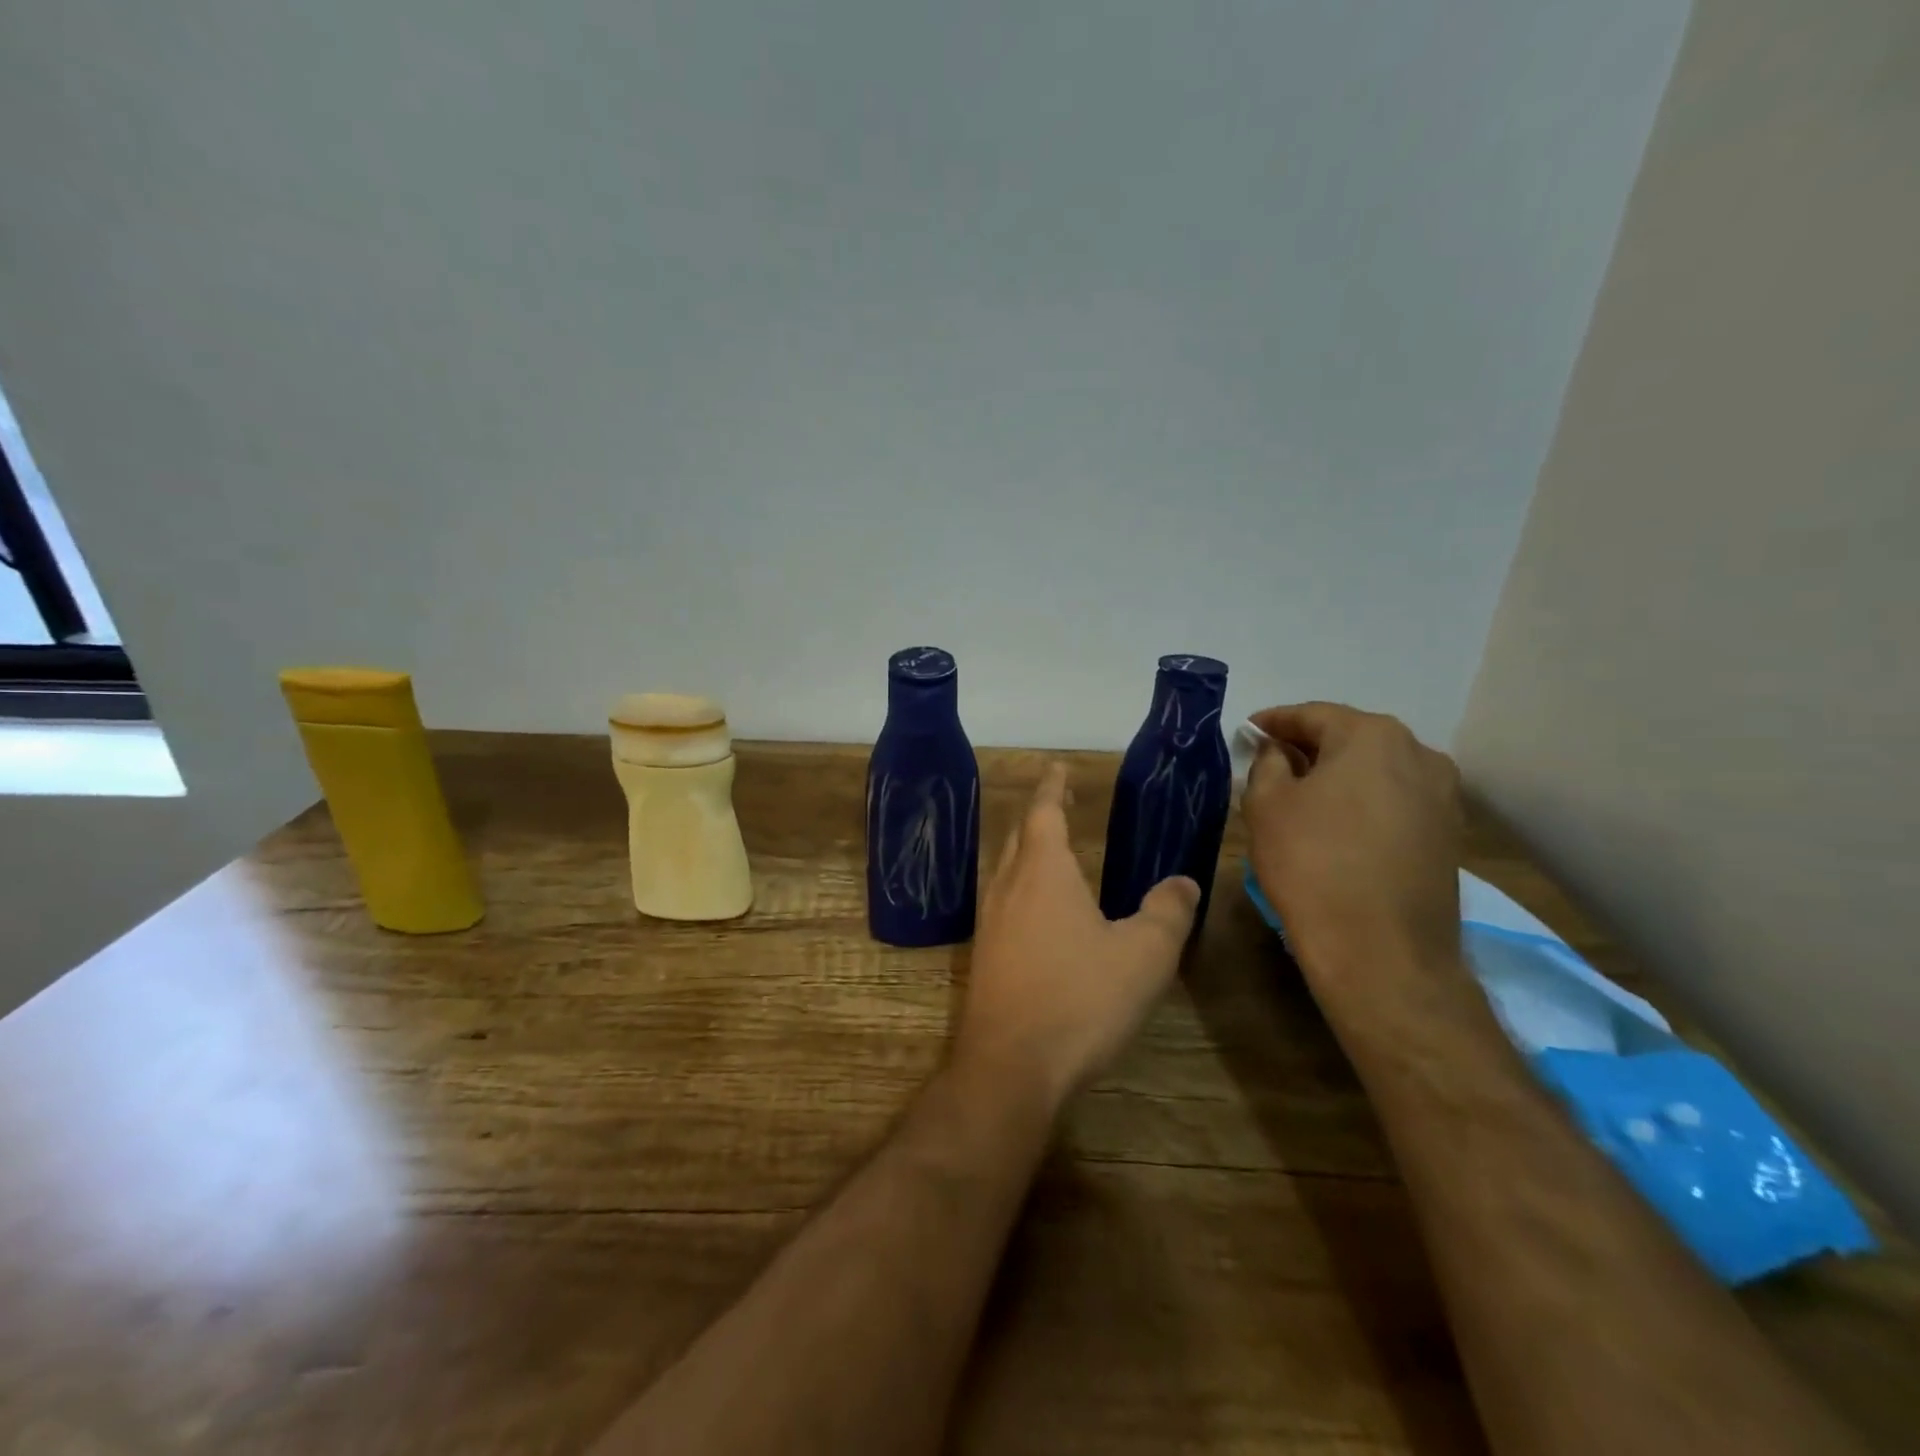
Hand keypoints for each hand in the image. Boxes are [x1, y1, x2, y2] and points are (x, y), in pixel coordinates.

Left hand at [956, 763, 1199, 1107]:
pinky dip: (1021, 886)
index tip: (1059, 767)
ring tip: (1053, 850)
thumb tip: (1184, 881)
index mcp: (1043, 871)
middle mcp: (1007, 886)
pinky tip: (1037, 911)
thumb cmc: (1079, 999)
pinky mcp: (984, 955)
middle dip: (1040, 813)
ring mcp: (989, 921)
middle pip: (1020, 835)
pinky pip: (1002, 901)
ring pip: (1006, 868)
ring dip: (1027, 850)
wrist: (1010, 1065)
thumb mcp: (1143, 955)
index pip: (1044, 810)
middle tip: (1061, 802)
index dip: (1053, 786)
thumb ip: (1167, 912)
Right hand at [1242, 702, 1462, 981]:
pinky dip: (1364, 803)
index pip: (1313, 715)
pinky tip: (1340, 826)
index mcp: (1372, 736)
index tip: (1249, 731)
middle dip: (1309, 747)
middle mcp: (1420, 754)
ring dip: (1340, 776)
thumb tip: (1278, 751)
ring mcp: (1443, 796)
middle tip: (1272, 762)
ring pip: (1377, 771)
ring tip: (1305, 796)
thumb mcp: (1266, 805)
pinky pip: (1396, 801)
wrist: (1382, 951)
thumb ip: (1268, 763)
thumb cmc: (1312, 864)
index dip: (1275, 722)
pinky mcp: (1450, 835)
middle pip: (1351, 738)